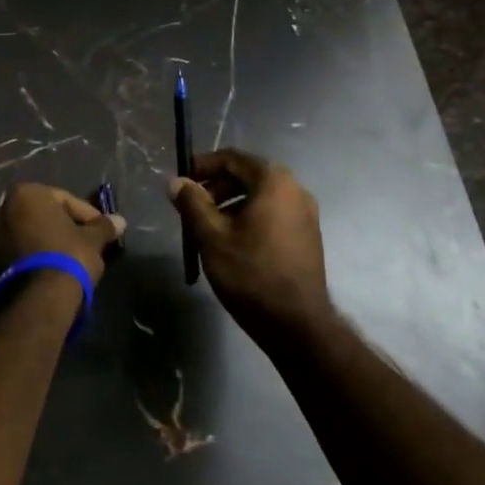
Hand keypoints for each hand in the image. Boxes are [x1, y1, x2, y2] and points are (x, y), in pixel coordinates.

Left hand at [0, 183, 124, 284]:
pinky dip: (38, 255)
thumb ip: (103, 226)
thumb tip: (120, 221)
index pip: (66, 200)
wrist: (41, 298)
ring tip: (74, 258)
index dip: (88, 215)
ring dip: (52, 242)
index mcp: (28, 193)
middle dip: (67, 227)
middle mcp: (5, 208)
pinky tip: (56, 269)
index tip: (102, 231)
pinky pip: (23, 251)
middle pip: (46, 215)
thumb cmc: (68, 255)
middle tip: (89, 242)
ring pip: (33, 233)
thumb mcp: (92, 239)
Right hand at [168, 150, 332, 346]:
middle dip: (215, 186)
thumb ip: (192, 203)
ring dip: (231, 203)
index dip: (202, 166)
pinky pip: (273, 213)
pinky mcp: (308, 235)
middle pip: (247, 175)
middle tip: (191, 206)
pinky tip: (233, 241)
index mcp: (274, 181)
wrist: (298, 325)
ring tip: (207, 227)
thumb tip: (176, 182)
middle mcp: (295, 189)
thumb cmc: (251, 274)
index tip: (181, 181)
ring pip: (260, 196)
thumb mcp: (212, 237)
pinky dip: (249, 217)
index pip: (232, 158)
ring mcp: (305, 213)